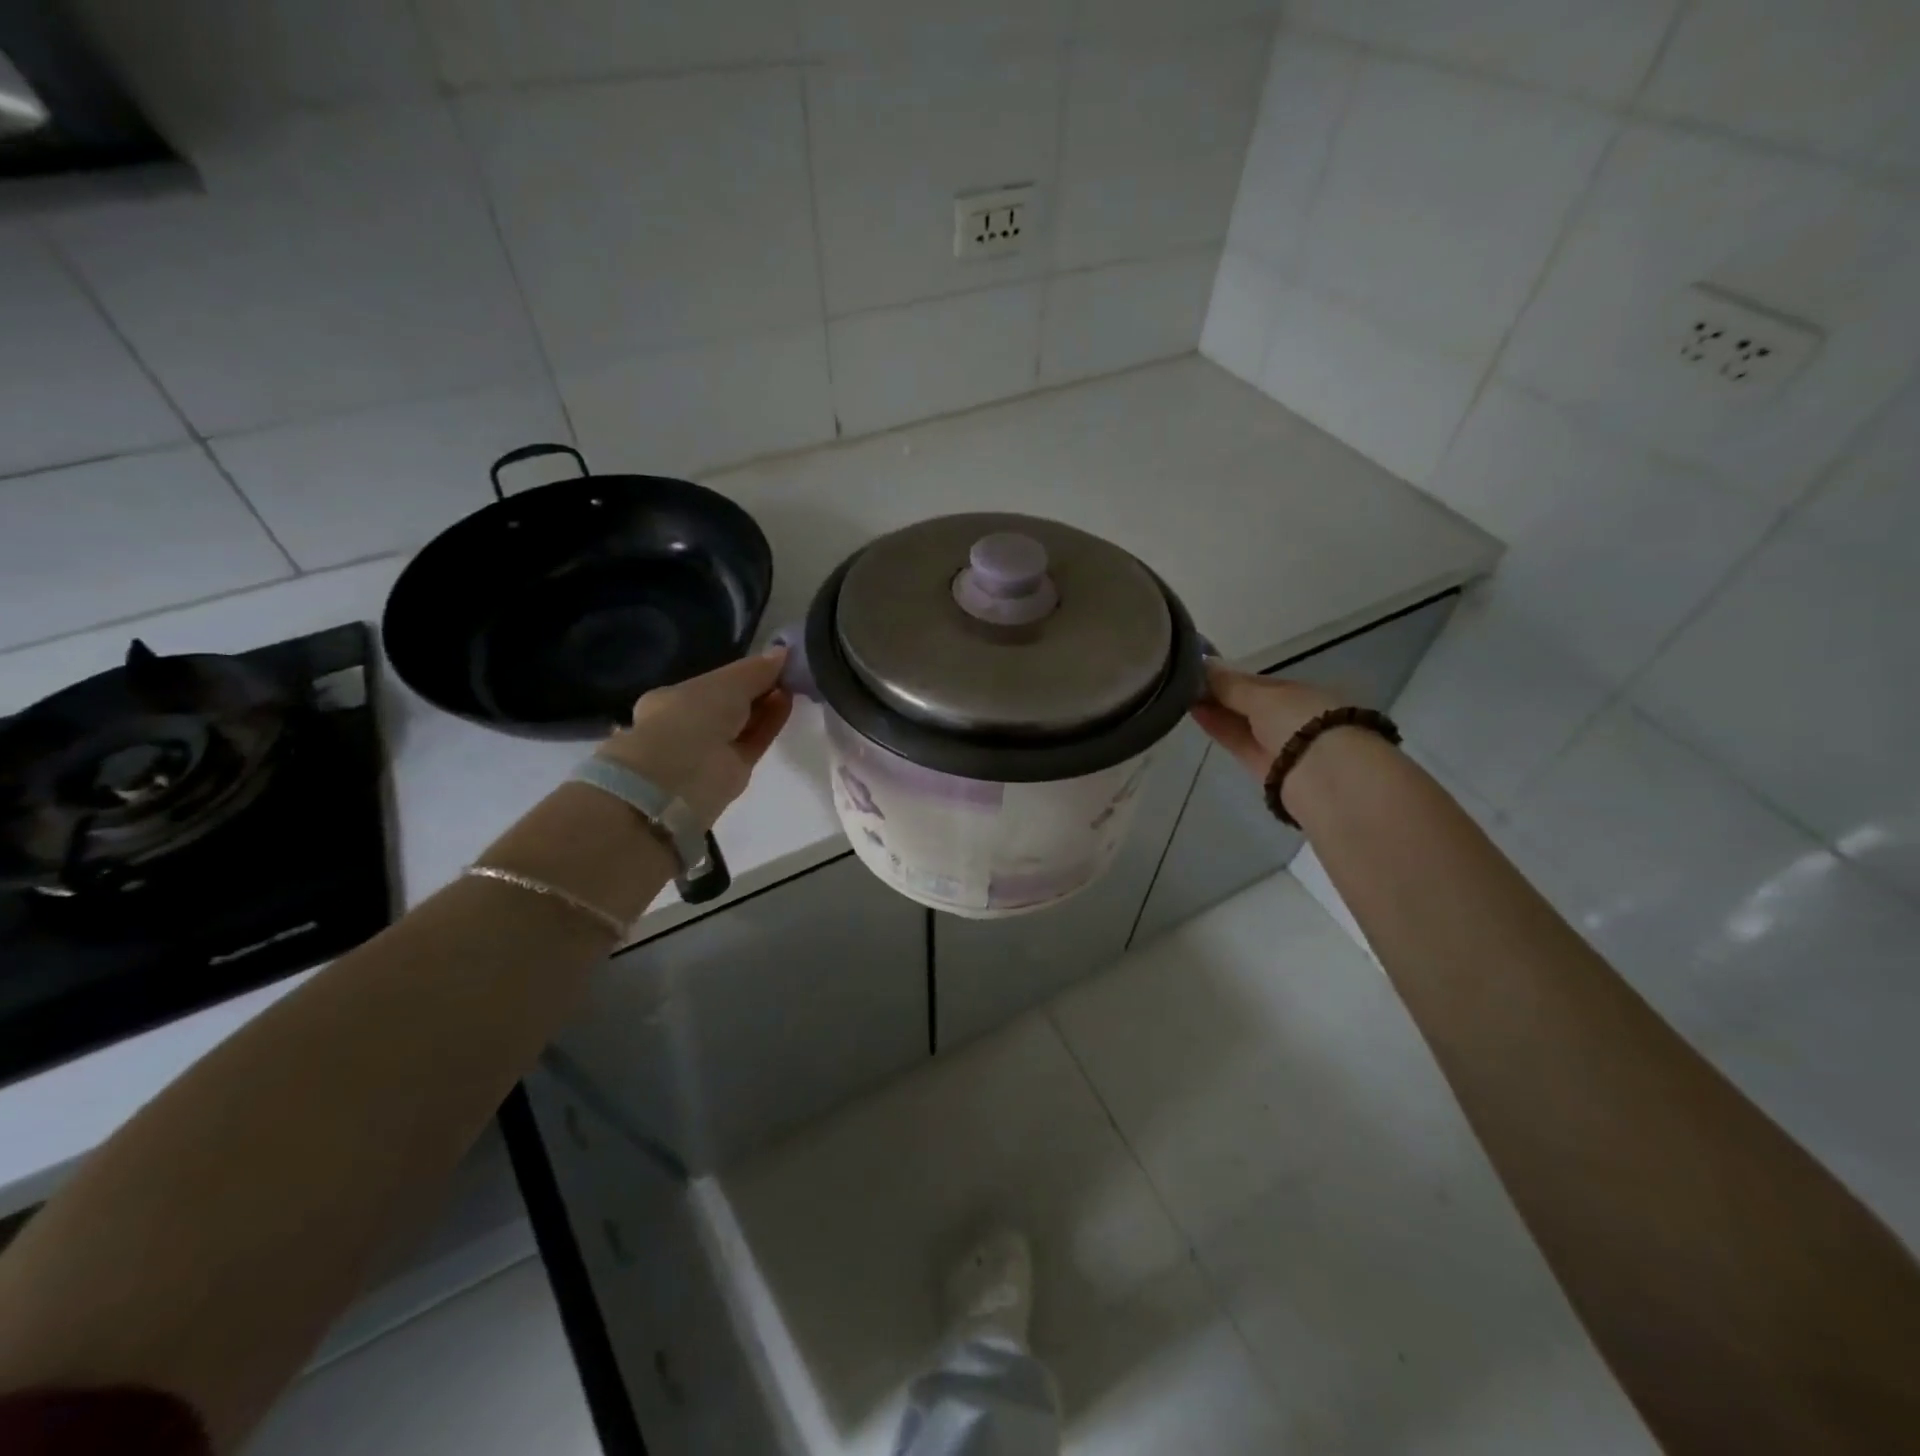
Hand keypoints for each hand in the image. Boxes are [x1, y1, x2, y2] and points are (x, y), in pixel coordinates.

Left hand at [596, 649, 792, 828]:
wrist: (681, 777)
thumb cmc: (692, 716)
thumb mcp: (726, 682)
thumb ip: (756, 669)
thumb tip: (783, 651)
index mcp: (673, 699)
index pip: (713, 682)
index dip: (741, 672)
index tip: (770, 661)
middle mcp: (690, 724)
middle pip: (731, 703)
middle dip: (757, 688)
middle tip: (788, 672)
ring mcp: (711, 749)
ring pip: (745, 723)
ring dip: (767, 703)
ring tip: (794, 683)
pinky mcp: (733, 770)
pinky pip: (756, 740)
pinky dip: (772, 722)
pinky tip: (788, 702)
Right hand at [1189, 662, 1348, 779]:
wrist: (1325, 777)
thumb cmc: (1301, 721)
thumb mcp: (1263, 696)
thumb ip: (1230, 684)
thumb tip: (1204, 663)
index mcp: (1301, 692)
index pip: (1259, 682)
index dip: (1229, 676)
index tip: (1198, 670)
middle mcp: (1292, 716)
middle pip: (1249, 704)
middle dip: (1221, 694)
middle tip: (1183, 682)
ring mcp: (1279, 744)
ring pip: (1242, 724)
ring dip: (1216, 710)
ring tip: (1181, 696)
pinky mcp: (1265, 769)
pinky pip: (1239, 742)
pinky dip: (1219, 728)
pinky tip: (1196, 714)